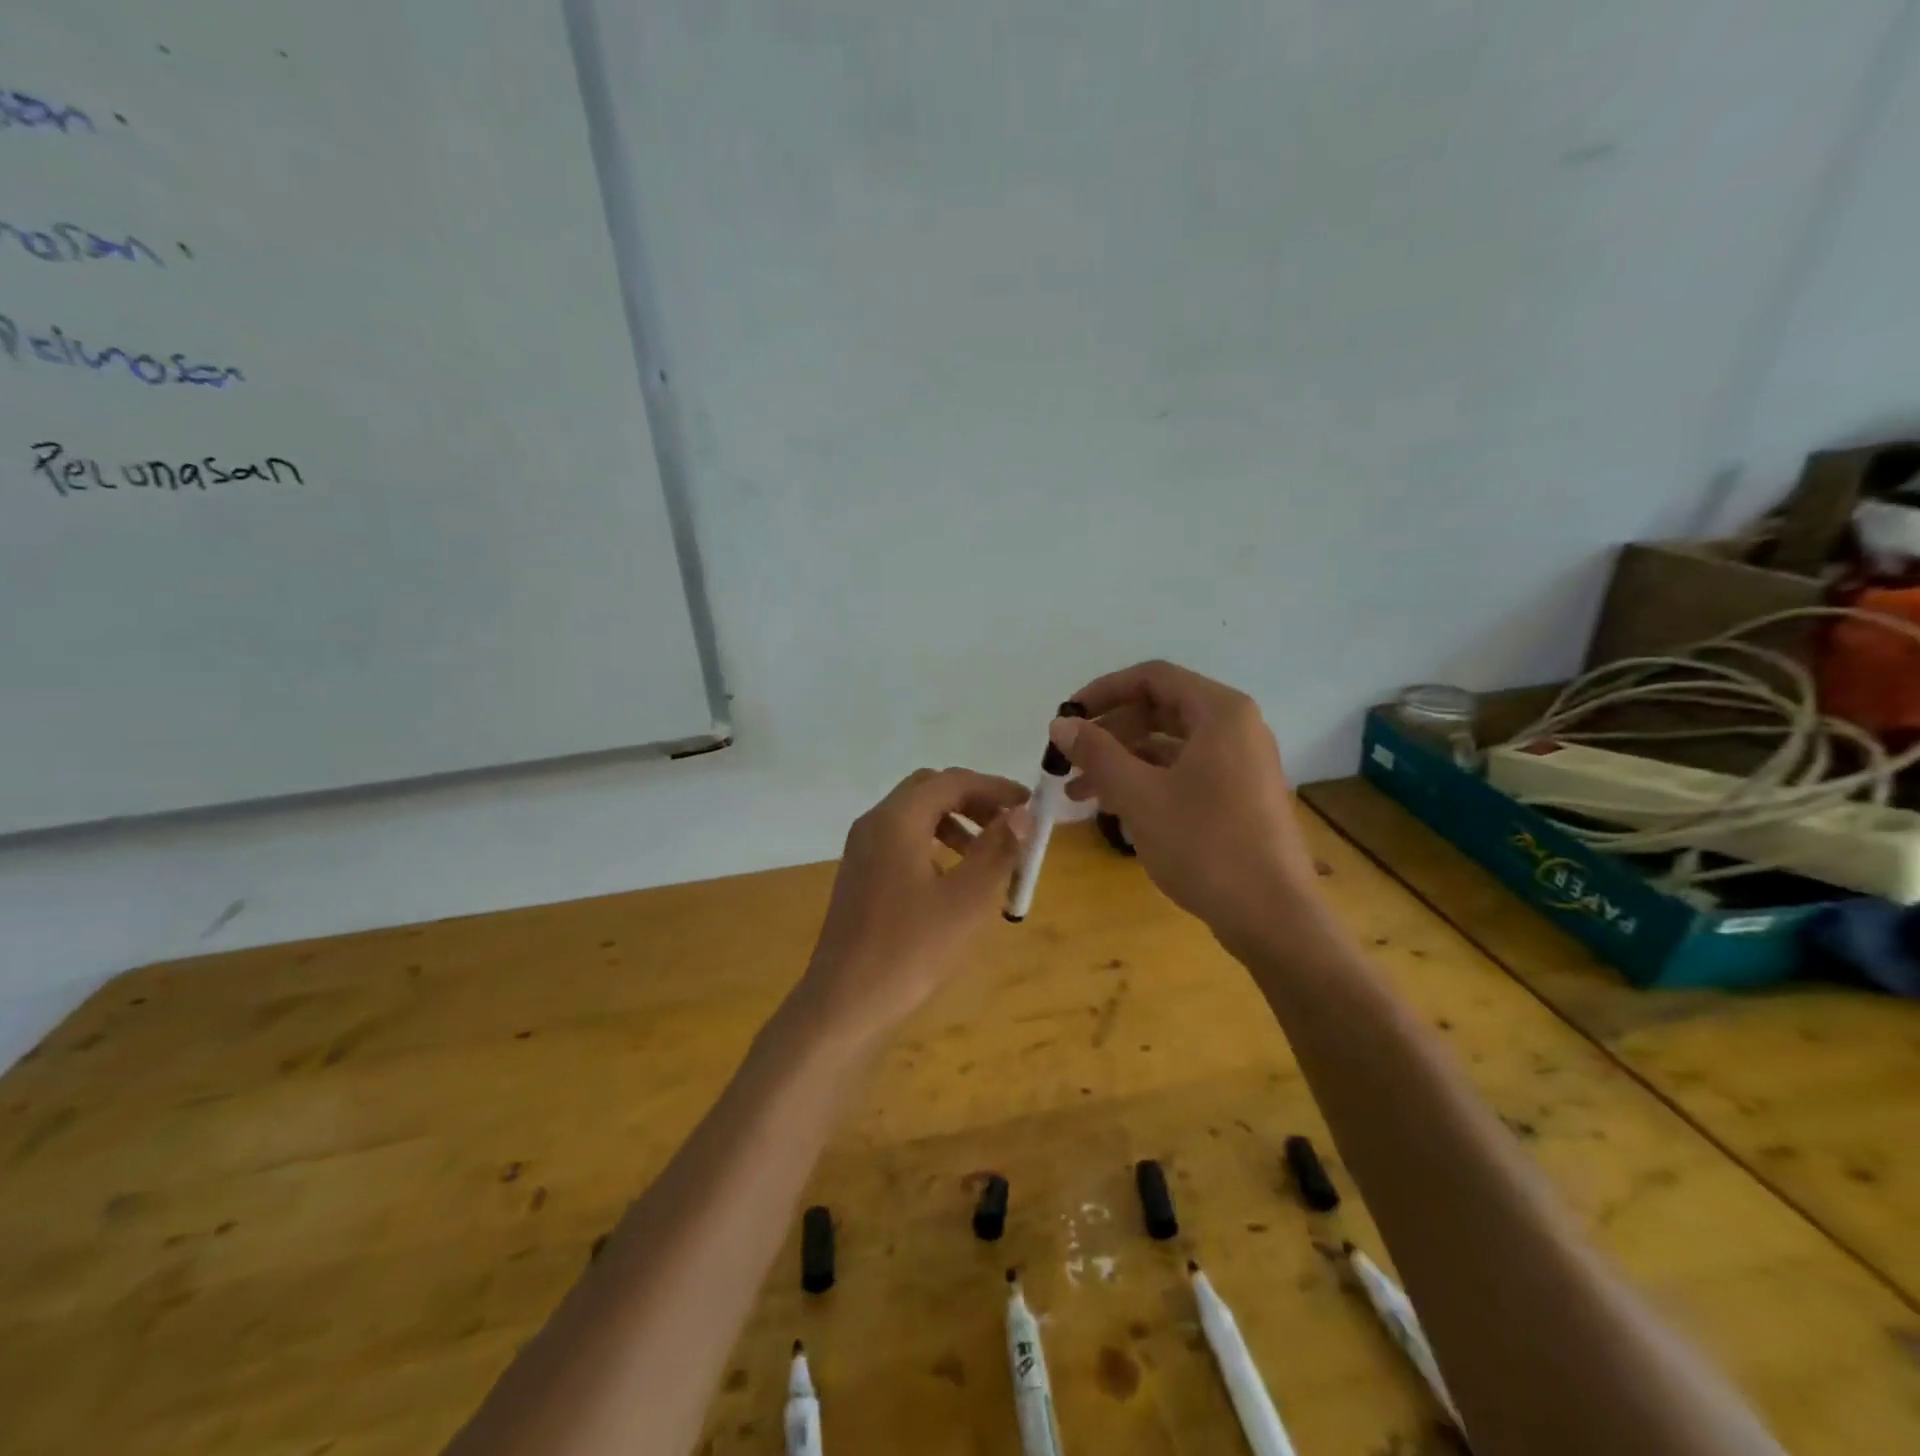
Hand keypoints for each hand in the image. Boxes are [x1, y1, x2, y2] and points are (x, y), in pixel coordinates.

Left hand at [793, 768, 1031, 1051]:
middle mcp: (874, 824)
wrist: (845, 1004)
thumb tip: (1021, 814)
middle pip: (930, 791)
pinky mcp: (862, 875)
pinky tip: (955, 880)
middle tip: (1010, 825)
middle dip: (974, 801)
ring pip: (915, 816)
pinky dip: (935, 845)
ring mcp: (863, 850)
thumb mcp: (965, 901)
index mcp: (896, 820)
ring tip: (990, 856)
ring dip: (956, 823)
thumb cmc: (909, 950)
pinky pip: (903, 841)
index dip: (995, 788)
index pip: (951, 781)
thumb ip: (996, 851)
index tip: (1030, 805)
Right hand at [1052, 661, 1322, 950]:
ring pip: (1168, 746)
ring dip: (1121, 762)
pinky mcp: (1237, 797)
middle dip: (1109, 732)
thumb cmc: (1205, 844)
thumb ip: (1097, 753)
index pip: (1153, 678)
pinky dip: (1146, 782)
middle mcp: (1234, 729)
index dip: (1104, 691)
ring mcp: (1239, 764)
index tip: (1068, 716)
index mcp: (1220, 713)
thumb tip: (1061, 723)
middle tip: (1069, 758)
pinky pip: (1183, 773)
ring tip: (1077, 791)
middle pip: (1159, 710)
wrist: (1272, 916)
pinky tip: (1112, 807)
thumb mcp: (1139, 795)